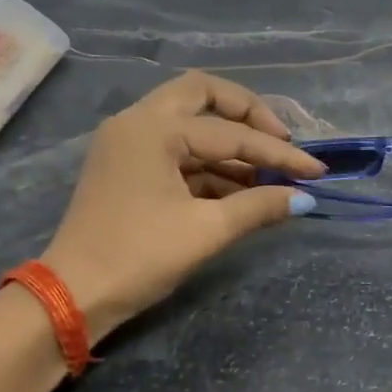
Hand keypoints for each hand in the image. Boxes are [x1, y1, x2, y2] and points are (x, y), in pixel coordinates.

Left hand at [40, 72, 323, 338]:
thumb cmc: (138, 257)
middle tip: (282, 144)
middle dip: (247, 116)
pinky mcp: (126, 169)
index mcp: (153, 128)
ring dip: (229, 149)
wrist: (75, 295)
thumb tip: (303, 198)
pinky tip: (239, 193)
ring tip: (269, 181)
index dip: (279, 153)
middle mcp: (137, 123)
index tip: (316, 172)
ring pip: (189, 127)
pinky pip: (175, 154)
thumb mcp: (205, 231)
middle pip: (202, 96)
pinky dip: (208, 168)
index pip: (230, 132)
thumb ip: (258, 207)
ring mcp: (128, 145)